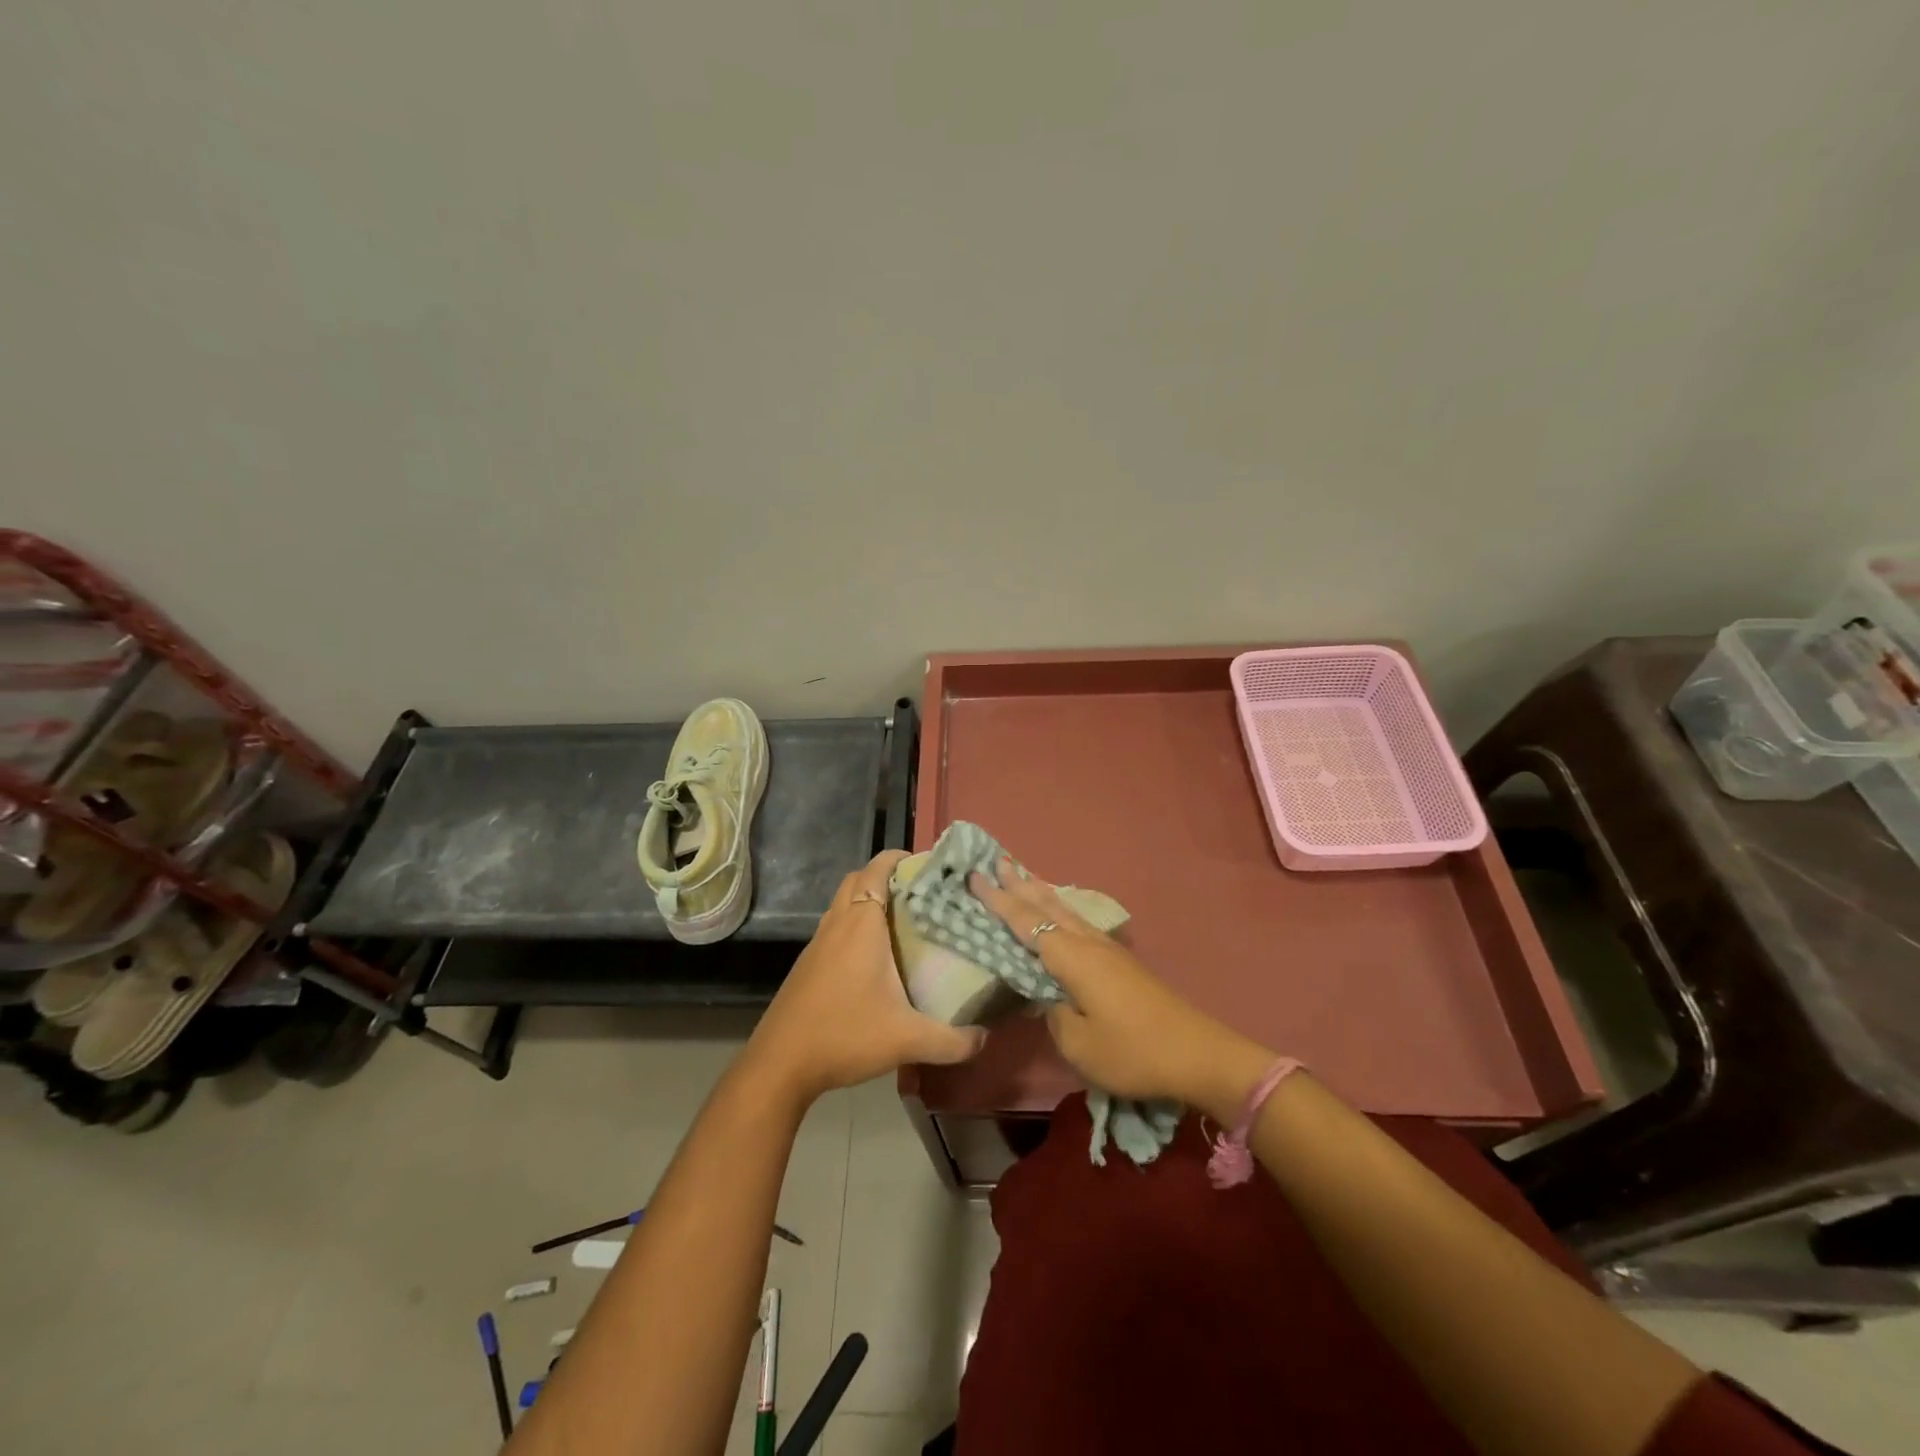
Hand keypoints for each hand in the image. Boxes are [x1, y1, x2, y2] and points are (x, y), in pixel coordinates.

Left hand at [743, 850, 986, 1103]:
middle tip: (918, 892)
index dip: (899, 858)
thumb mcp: (907, 1040)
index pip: (877, 870)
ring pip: (842, 902)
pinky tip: (872, 956)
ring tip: (900, 919)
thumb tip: (985, 1038)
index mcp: (862, 925)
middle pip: (857, 879)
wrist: (780, 1063)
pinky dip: (853, 924)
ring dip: (866, 899)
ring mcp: (818, 943)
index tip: (927, 865)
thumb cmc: (845, 1035)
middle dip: (885, 875)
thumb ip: (952, 1040)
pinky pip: (834, 926)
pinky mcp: (807, 963)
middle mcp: (837, 924)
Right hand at [969, 862, 1274, 1118]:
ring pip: (1065, 910)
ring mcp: (1107, 950)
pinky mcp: (1120, 962)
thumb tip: (1046, 995)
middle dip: (1019, 884)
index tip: (975, 875)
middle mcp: (1087, 944)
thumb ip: (1053, 1014)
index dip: (998, 900)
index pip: (1025, 922)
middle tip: (996, 860)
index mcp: (1071, 958)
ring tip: (1022, 873)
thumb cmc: (1132, 1051)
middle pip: (1046, 905)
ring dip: (1040, 891)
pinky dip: (1059, 909)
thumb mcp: (1078, 1043)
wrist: (1197, 1054)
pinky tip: (1060, 912)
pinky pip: (1078, 922)